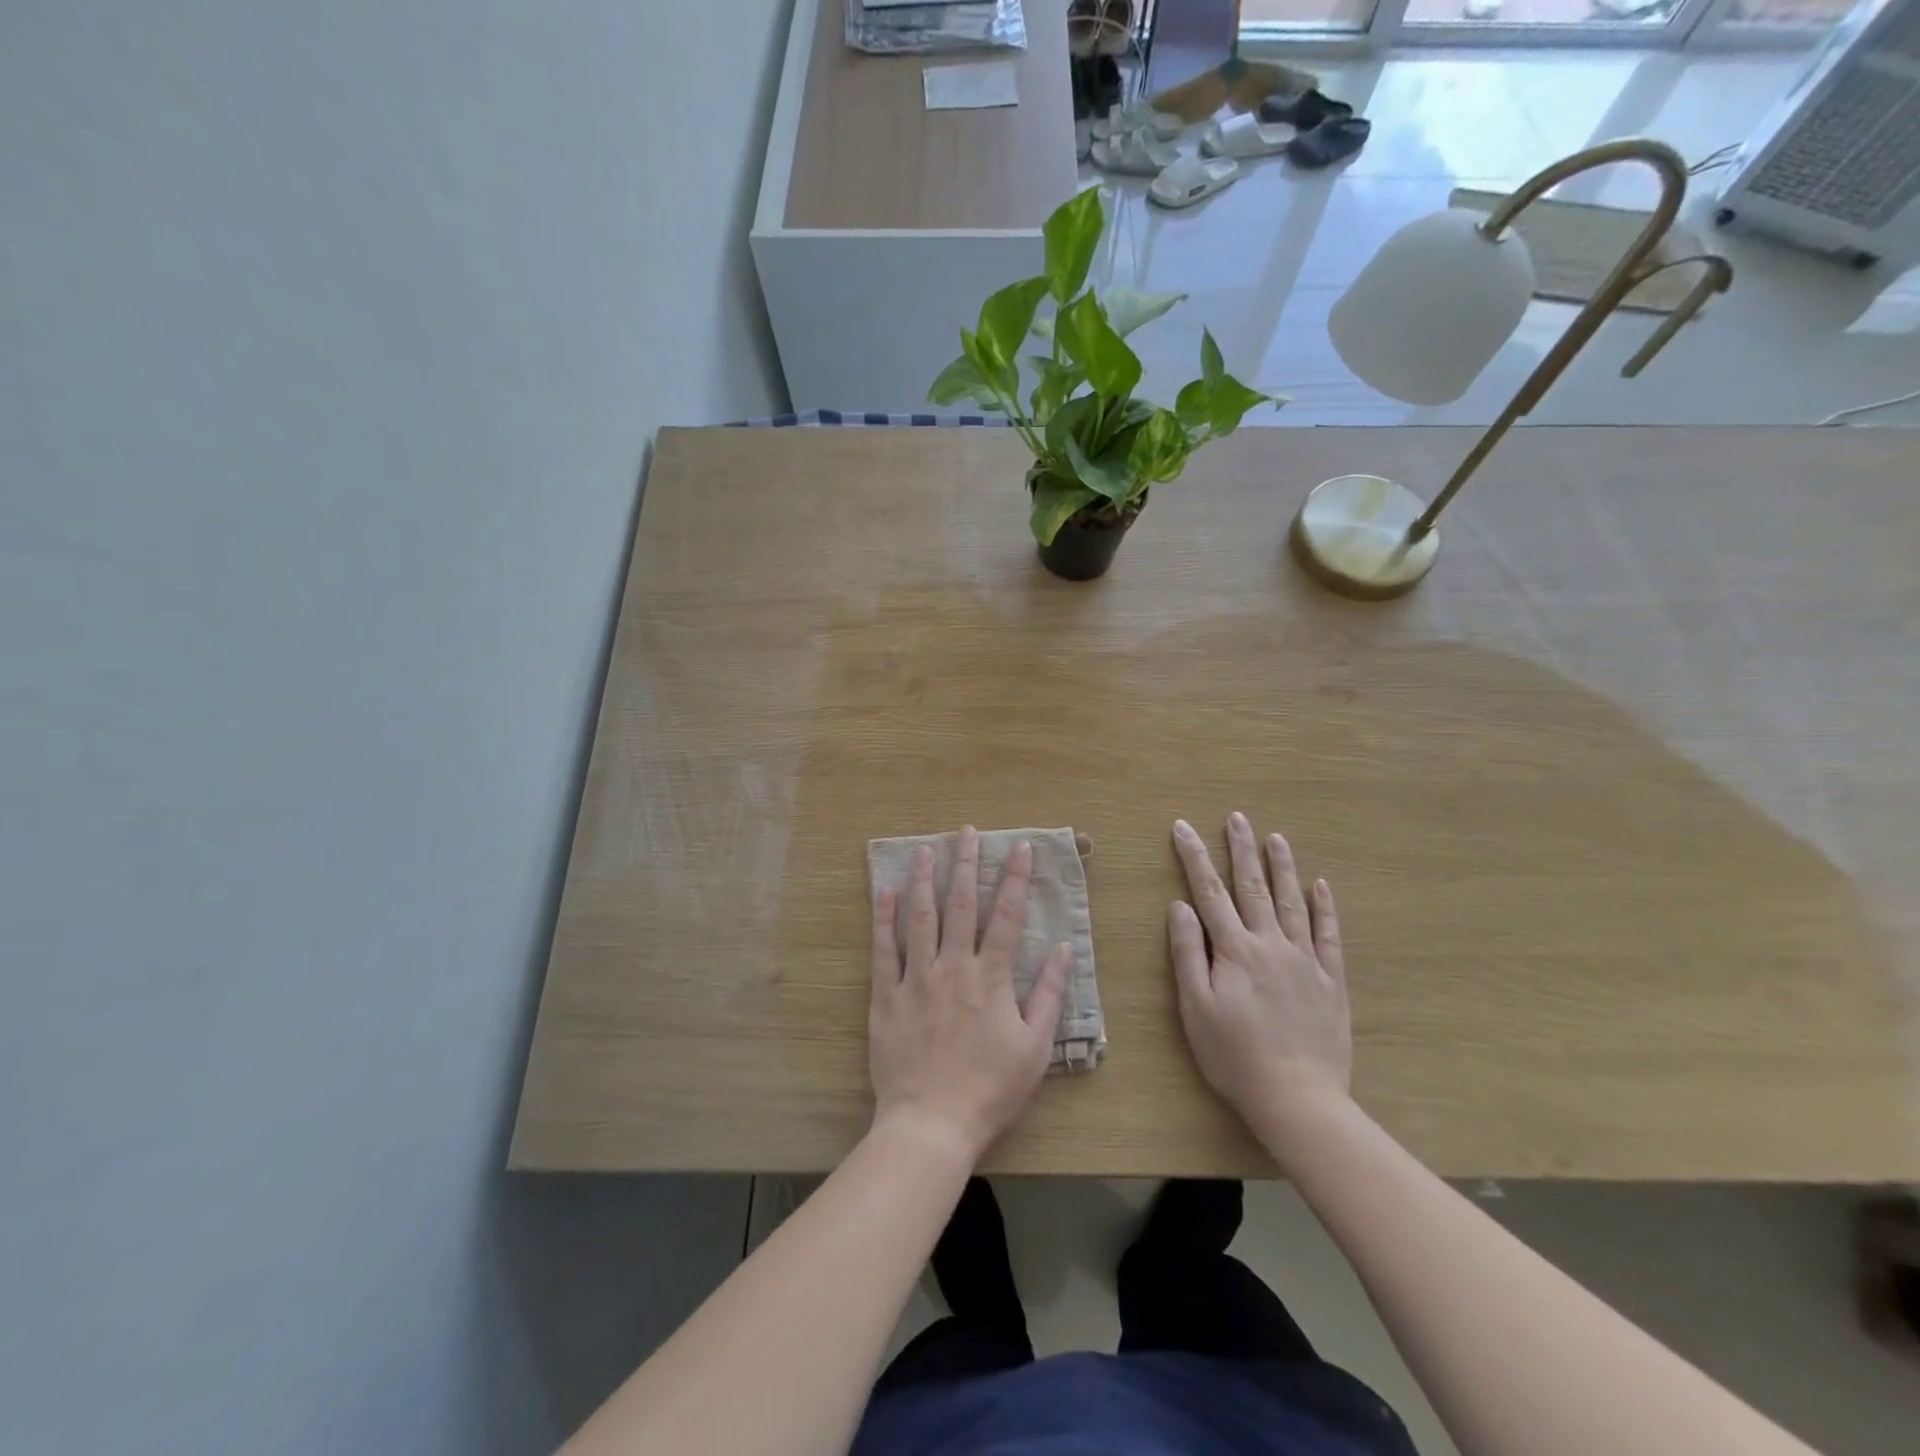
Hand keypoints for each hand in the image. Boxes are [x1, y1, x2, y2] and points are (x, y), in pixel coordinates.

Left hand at [869, 828, 1073, 1165]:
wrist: (932, 1124)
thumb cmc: (990, 1090)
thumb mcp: (1035, 1048)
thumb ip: (1049, 995)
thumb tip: (1065, 949)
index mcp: (992, 978)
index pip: (1008, 916)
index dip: (1015, 878)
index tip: (1020, 846)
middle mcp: (954, 967)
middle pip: (961, 905)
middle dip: (966, 864)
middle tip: (967, 831)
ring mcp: (917, 979)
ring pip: (920, 918)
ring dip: (924, 879)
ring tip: (925, 849)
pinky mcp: (886, 996)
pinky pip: (884, 950)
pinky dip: (884, 918)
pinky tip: (885, 892)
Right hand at [1168, 813, 1352, 1138]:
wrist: (1297, 1097)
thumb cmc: (1234, 1055)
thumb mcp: (1195, 1007)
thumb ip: (1187, 953)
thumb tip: (1179, 906)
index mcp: (1234, 950)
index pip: (1209, 892)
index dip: (1194, 857)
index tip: (1183, 827)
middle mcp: (1270, 944)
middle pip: (1252, 887)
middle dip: (1242, 849)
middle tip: (1238, 817)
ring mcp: (1304, 960)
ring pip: (1292, 902)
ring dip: (1282, 867)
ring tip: (1276, 838)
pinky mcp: (1330, 980)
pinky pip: (1328, 935)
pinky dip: (1324, 908)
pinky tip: (1321, 886)